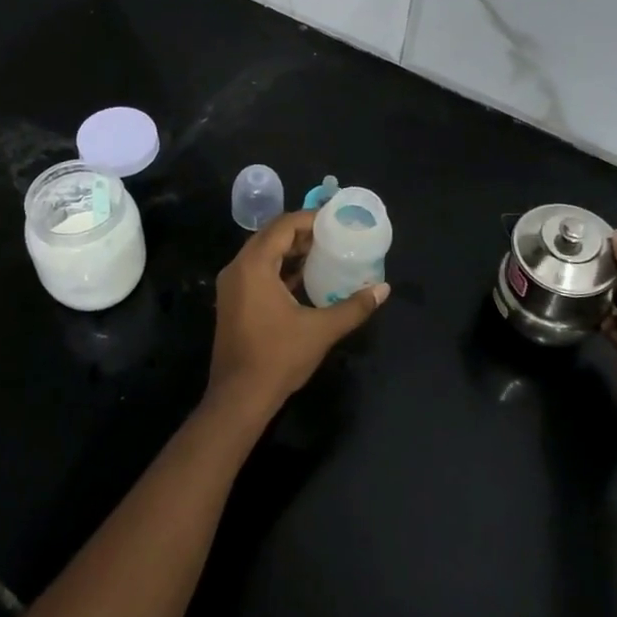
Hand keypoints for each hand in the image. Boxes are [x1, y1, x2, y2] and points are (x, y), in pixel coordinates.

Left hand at [207, 211, 388, 429]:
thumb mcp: (321, 330)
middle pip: (271, 237)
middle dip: (302, 233)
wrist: (239, 398)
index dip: (310, 219)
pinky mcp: (233, 302)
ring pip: (263, 255)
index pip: (283, 226)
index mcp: (254, 266)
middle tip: (334, 235)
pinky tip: (305, 278)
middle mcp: (237, 269)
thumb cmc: (278, 358)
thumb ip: (353, 307)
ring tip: (324, 253)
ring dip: (291, 251)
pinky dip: (280, 269)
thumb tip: (383, 289)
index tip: (336, 220)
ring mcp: (232, 286)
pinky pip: (257, 272)